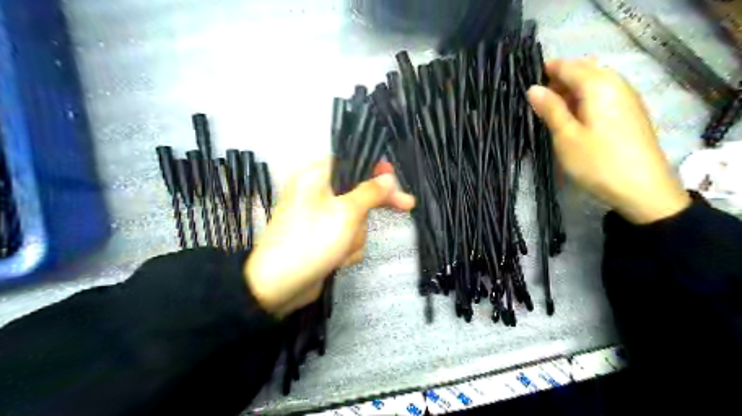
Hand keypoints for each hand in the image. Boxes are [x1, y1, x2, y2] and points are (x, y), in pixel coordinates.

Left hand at [246, 159, 414, 314]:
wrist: (279, 287)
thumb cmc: (312, 240)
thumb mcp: (346, 213)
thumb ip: (370, 192)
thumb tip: (388, 176)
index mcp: (315, 177)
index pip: (350, 163)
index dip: (374, 168)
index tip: (395, 175)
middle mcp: (318, 194)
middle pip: (358, 193)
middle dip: (371, 210)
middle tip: (407, 206)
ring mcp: (322, 219)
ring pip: (357, 220)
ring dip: (356, 236)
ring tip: (341, 249)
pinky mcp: (325, 239)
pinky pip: (348, 237)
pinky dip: (348, 248)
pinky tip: (338, 259)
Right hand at [528, 59, 689, 224]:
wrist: (642, 188)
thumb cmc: (597, 162)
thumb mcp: (566, 136)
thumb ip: (550, 109)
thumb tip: (533, 88)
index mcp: (598, 85)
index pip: (567, 66)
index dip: (545, 72)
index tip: (526, 87)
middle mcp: (616, 83)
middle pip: (583, 69)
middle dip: (559, 80)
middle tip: (538, 103)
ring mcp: (627, 97)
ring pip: (594, 81)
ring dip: (571, 91)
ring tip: (554, 113)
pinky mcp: (630, 111)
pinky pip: (604, 94)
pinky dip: (585, 99)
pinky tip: (576, 118)